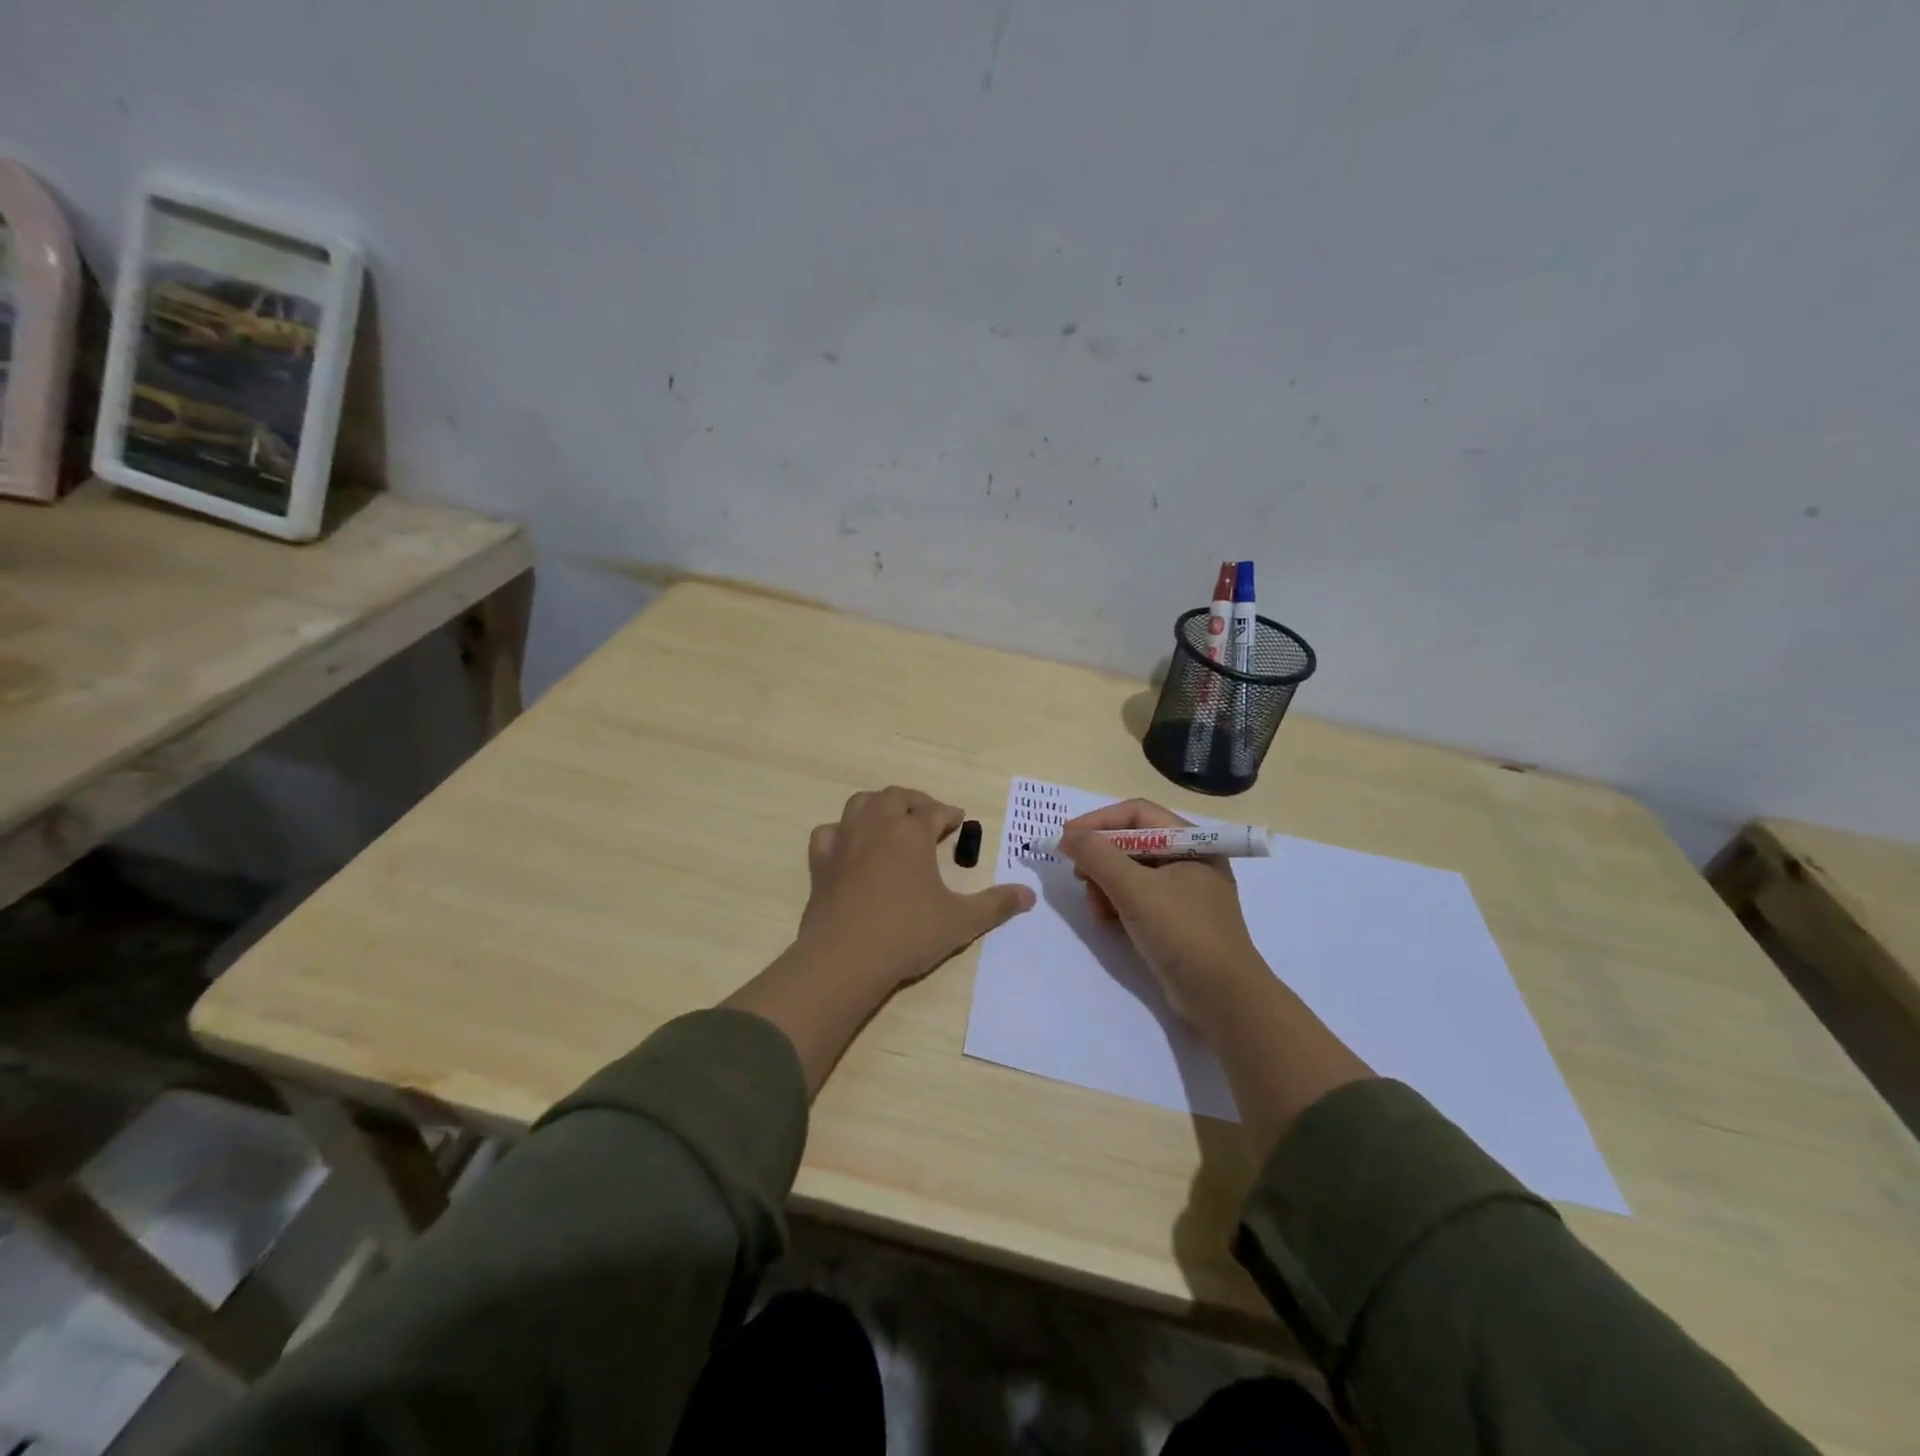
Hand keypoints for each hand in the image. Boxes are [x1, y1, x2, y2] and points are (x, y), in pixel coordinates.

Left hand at [796, 786, 1034, 989]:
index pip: (936, 811)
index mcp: (912, 832)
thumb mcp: (960, 921)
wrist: (844, 957)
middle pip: (897, 797)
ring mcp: (845, 840)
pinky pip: (829, 832)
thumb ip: (995, 905)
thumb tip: (1029, 895)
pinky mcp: (820, 861)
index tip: (959, 820)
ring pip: (861, 803)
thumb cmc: (907, 934)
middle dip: (916, 801)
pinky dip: (841, 831)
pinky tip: (848, 845)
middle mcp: (877, 825)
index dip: (950, 814)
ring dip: (879, 805)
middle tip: (929, 815)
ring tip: (891, 819)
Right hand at [1058, 799, 1265, 1024]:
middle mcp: (1190, 859)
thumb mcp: (1135, 890)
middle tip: (1078, 875)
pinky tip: (1106, 921)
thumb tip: (1067, 837)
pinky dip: (1118, 904)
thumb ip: (1098, 856)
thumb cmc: (1183, 932)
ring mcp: (1184, 891)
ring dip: (1105, 884)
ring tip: (1094, 907)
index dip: (1098, 822)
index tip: (1067, 838)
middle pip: (1132, 842)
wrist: (1222, 998)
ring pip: (1131, 872)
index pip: (1137, 814)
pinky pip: (1138, 898)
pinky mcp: (1176, 919)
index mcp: (1191, 841)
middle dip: (1101, 858)